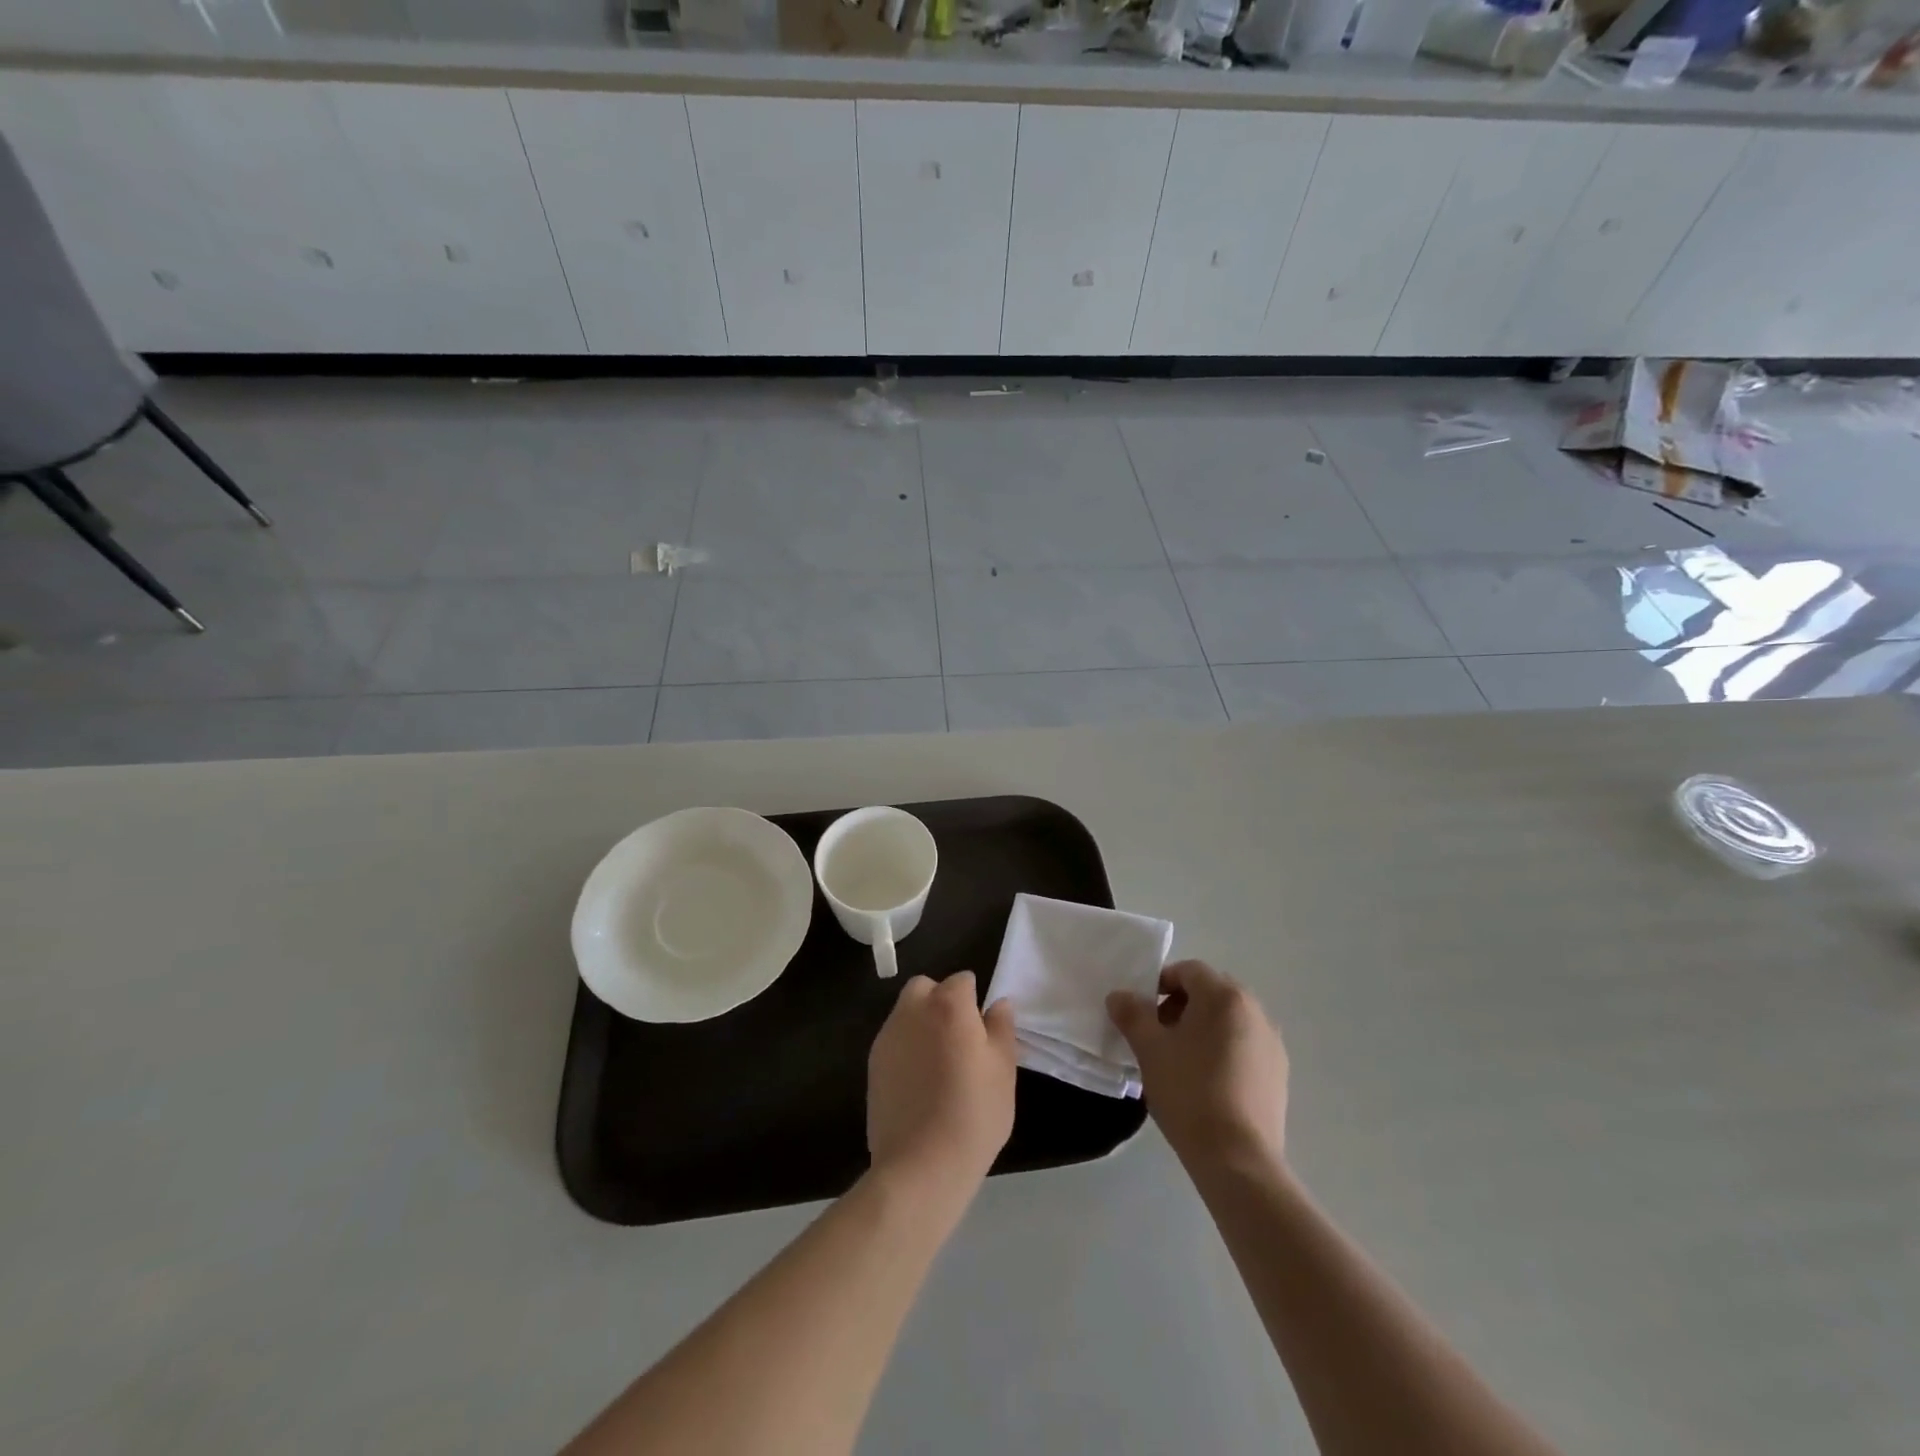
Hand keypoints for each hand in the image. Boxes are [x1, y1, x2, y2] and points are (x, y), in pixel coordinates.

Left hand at [867, 973, 1017, 1200]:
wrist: (921, 1165)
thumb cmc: (973, 1113)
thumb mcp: (1004, 1070)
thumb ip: (1001, 1028)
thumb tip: (999, 1004)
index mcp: (948, 1005)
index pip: (962, 980)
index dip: (974, 1001)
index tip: (982, 1031)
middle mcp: (912, 1011)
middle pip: (925, 988)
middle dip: (941, 1001)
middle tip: (959, 1039)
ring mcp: (888, 1036)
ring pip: (906, 1012)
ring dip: (922, 1023)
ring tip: (940, 1063)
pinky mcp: (872, 1064)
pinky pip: (894, 1040)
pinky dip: (907, 1047)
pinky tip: (920, 1082)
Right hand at [1107, 960, 1287, 1175]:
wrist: (1237, 1159)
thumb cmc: (1189, 1091)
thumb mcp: (1149, 1049)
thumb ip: (1131, 1014)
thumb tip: (1119, 996)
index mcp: (1225, 996)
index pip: (1188, 970)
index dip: (1160, 984)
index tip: (1143, 1012)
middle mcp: (1255, 1010)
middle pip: (1211, 992)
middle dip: (1181, 1006)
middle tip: (1158, 1035)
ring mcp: (1272, 1043)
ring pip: (1229, 1020)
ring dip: (1203, 1028)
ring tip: (1180, 1061)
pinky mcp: (1279, 1074)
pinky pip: (1245, 1046)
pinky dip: (1223, 1051)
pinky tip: (1206, 1083)